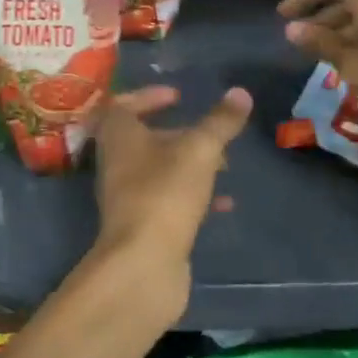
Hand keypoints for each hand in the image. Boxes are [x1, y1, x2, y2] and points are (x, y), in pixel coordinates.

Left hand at [92, 85, 251, 293]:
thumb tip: (241, 92)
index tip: (179, 96)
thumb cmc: (164, 193)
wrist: (142, 265)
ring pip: (158, 170)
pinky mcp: (142, 226)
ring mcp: (127, 197)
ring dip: (189, 165)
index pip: (123, 104)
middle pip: (144, 138)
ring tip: (224, 165)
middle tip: (210, 135)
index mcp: (119, 135)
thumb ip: (220, 122)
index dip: (149, 96)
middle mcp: (117, 162)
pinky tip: (224, 205)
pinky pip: (167, 201)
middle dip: (179, 134)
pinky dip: (194, 197)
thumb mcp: (199, 150)